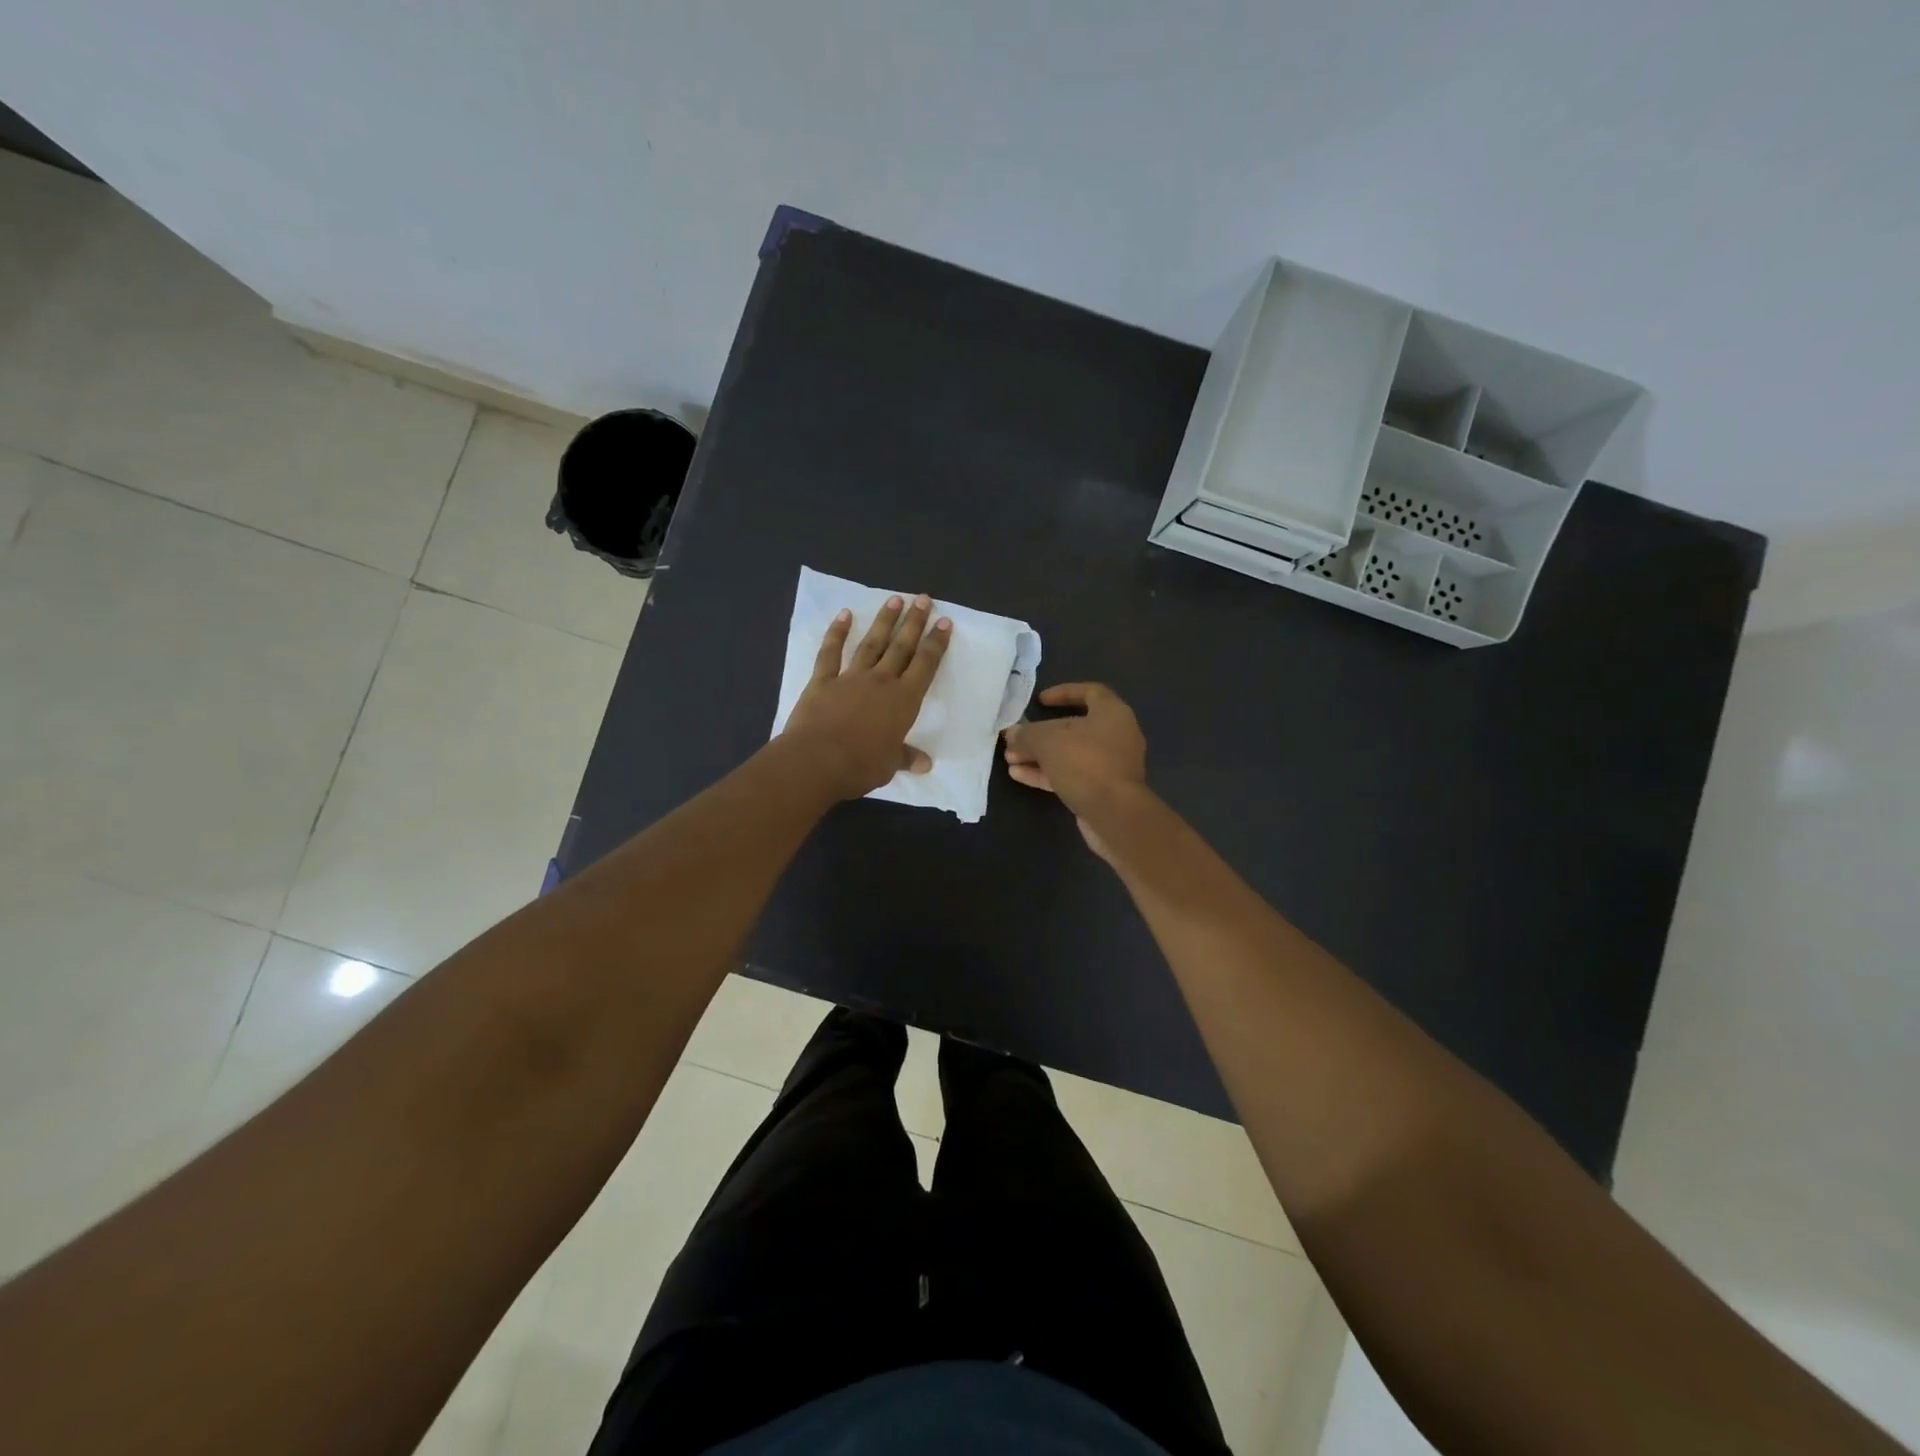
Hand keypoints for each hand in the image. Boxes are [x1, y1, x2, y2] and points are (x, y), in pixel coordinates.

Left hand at [781, 593, 952, 799]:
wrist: (816, 761)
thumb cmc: (860, 766)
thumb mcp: (889, 765)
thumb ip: (905, 758)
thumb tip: (925, 764)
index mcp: (903, 701)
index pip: (925, 666)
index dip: (936, 643)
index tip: (944, 622)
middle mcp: (881, 682)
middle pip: (901, 647)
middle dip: (914, 622)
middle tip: (923, 598)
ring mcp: (850, 678)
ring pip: (871, 643)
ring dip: (883, 621)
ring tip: (894, 599)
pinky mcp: (822, 681)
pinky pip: (831, 653)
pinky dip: (837, 633)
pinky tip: (844, 615)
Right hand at [1002, 683, 1146, 857]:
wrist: (1115, 814)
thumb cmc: (1085, 763)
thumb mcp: (1048, 741)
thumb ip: (1027, 734)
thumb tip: (1012, 734)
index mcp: (1112, 713)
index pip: (1089, 692)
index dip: (1064, 692)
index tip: (1039, 701)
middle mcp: (1116, 736)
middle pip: (1074, 727)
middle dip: (1041, 733)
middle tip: (1016, 738)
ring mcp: (1110, 765)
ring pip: (1069, 754)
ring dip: (1039, 756)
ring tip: (1010, 759)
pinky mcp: (1102, 790)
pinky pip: (1071, 775)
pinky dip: (1047, 773)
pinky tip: (1019, 775)